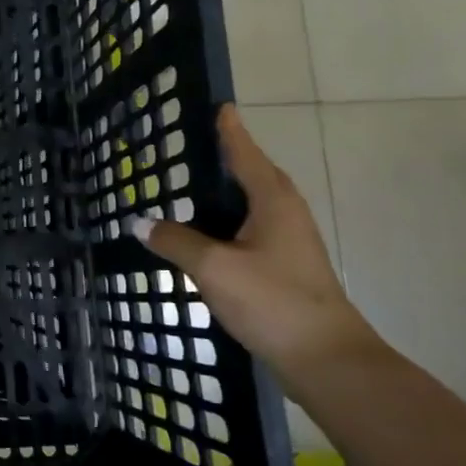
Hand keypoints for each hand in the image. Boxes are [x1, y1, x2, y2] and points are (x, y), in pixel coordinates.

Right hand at [132, 104, 380, 382]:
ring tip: (191, 187)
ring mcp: (288, 242)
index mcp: (272, 201)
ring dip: (225, 193)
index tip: (220, 106)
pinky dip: (227, 222)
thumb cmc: (273, 301)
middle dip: (228, 158)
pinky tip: (205, 236)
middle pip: (253, 174)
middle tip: (196, 144)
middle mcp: (284, 213)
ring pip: (252, 204)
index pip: (245, 153)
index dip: (229, 130)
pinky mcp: (285, 267)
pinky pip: (250, 229)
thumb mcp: (214, 268)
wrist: (326, 359)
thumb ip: (175, 242)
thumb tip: (139, 223)